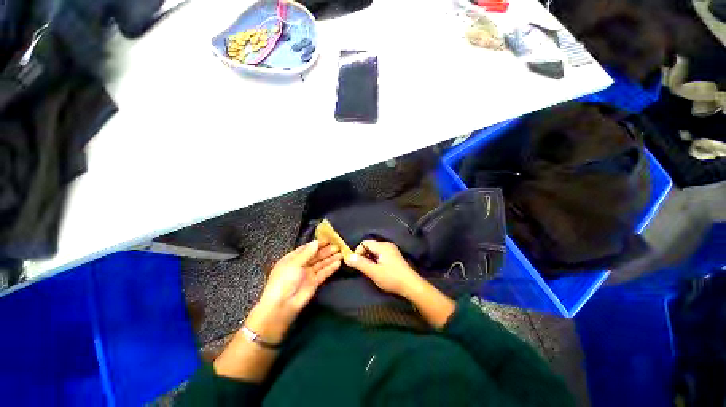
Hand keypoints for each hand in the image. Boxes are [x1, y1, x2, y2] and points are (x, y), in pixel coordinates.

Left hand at [247, 240, 341, 342]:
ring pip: (321, 264)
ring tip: (341, 253)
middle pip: (316, 256)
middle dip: (326, 251)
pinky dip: (331, 268)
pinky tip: (338, 263)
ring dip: (330, 258)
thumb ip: (307, 253)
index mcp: (293, 259)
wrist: (282, 305)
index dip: (317, 244)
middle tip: (337, 246)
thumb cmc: (284, 280)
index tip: (328, 239)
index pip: (307, 249)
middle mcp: (301, 265)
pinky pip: (324, 273)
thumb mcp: (294, 263)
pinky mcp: (314, 283)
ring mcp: (308, 274)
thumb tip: (316, 242)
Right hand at [343, 240, 424, 298]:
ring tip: (370, 270)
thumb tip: (347, 257)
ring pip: (375, 251)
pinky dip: (376, 260)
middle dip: (364, 256)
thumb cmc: (392, 278)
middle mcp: (387, 245)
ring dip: (370, 259)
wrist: (411, 286)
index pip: (364, 243)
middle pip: (370, 246)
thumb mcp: (374, 272)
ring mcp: (392, 250)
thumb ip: (360, 264)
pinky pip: (381, 255)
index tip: (357, 264)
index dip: (358, 252)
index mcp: (382, 246)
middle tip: (363, 268)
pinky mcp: (394, 257)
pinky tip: (378, 270)